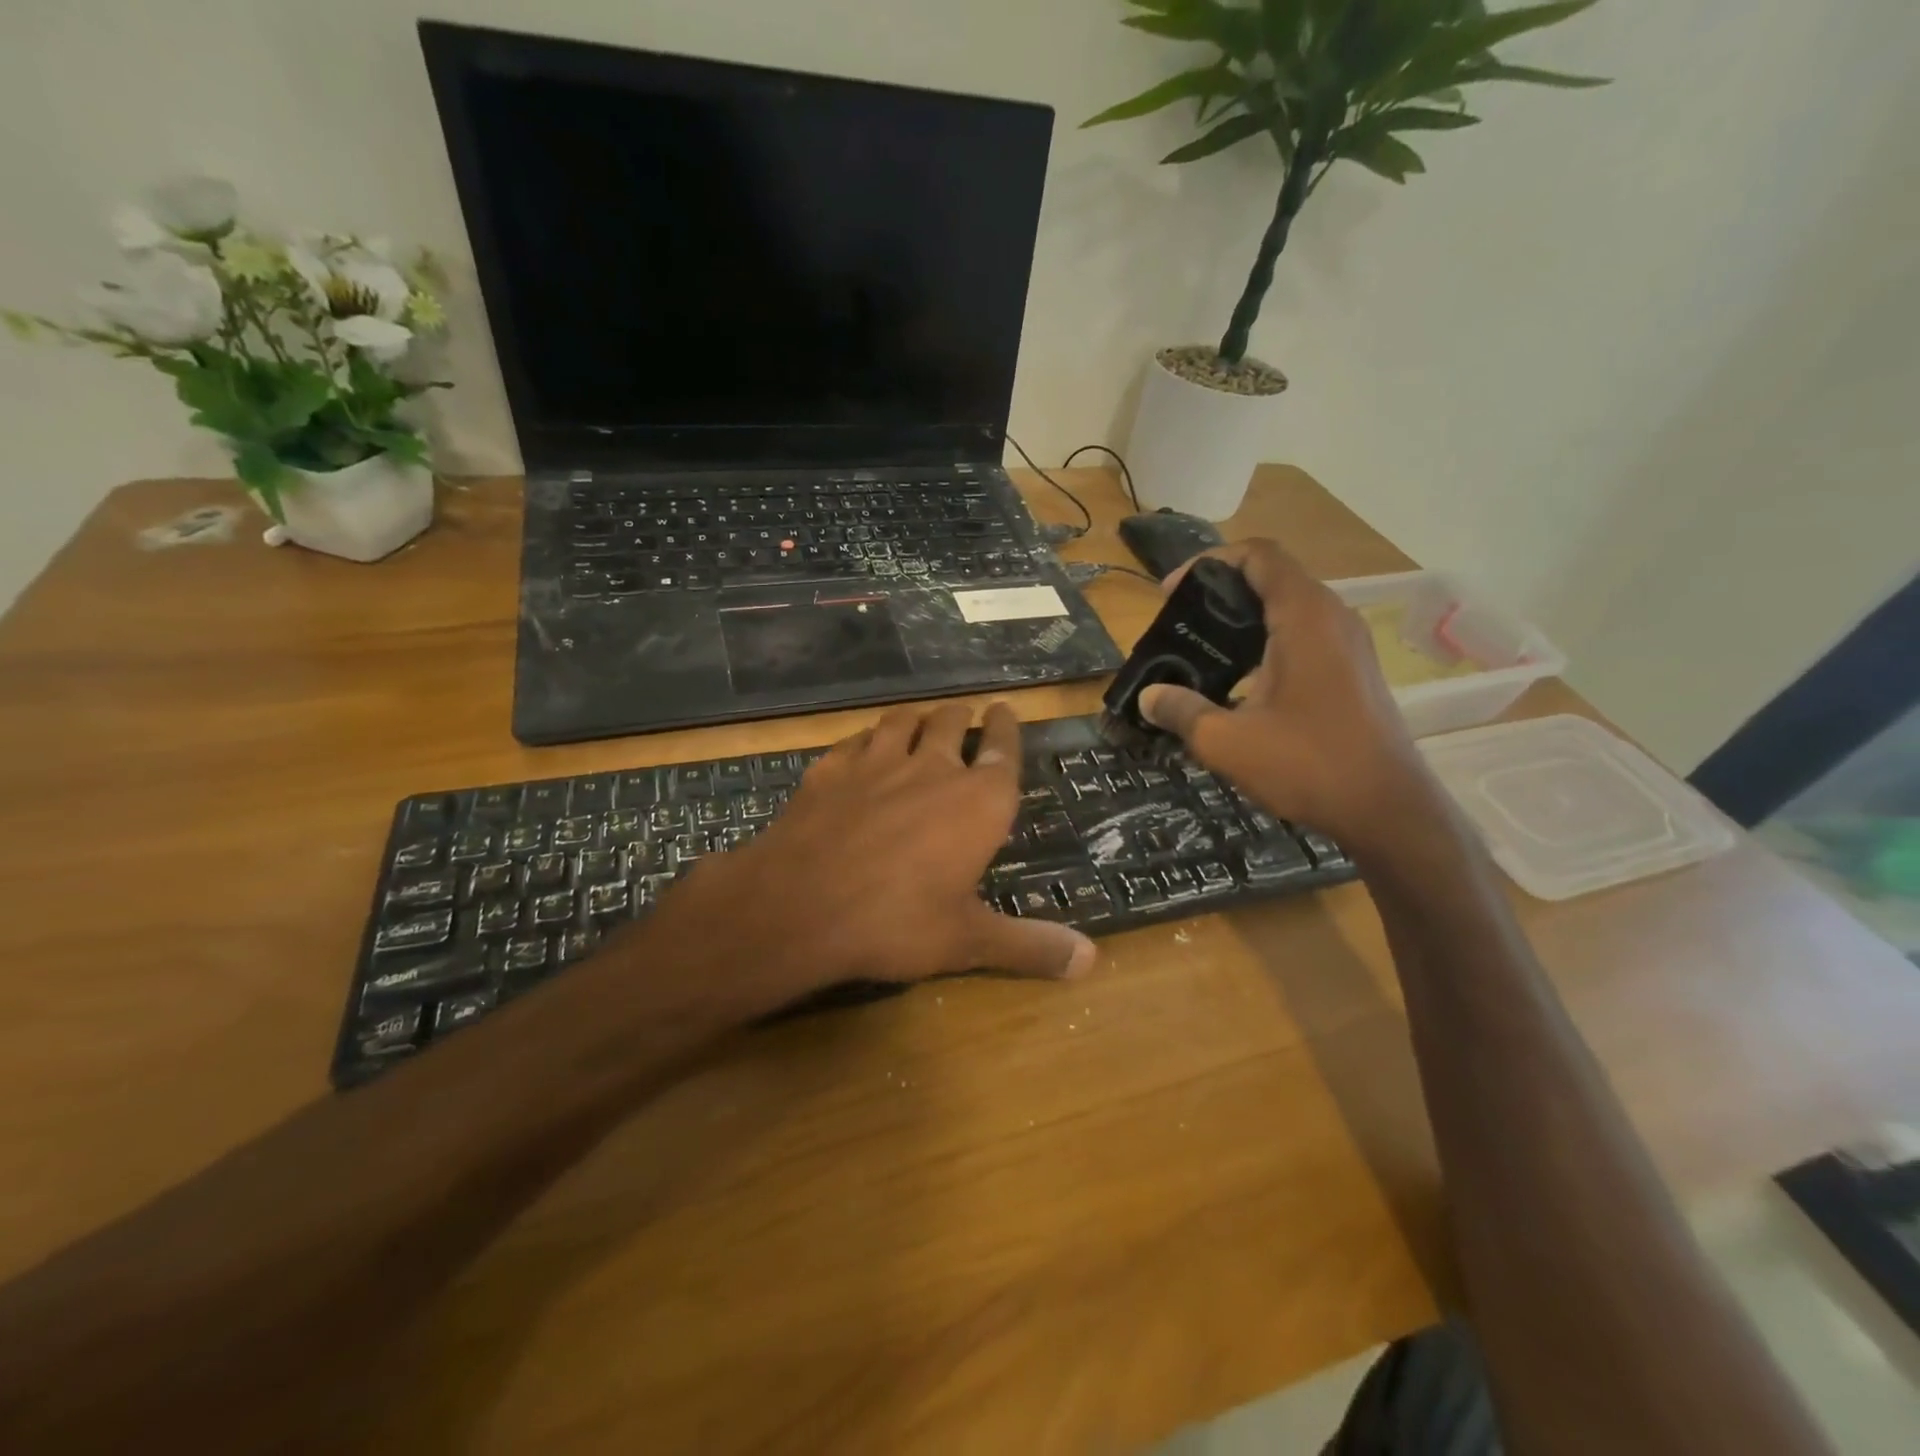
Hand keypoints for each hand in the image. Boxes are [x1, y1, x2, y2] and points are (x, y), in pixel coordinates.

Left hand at [658, 702, 1094, 1006]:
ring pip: (904, 721)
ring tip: (921, 720)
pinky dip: (868, 738)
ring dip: (917, 717)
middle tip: (965, 716)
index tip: (1005, 709)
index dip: (1006, 727)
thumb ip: (1029, 946)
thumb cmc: (896, 922)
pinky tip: (864, 747)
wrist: (800, 906)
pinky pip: (857, 739)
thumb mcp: (968, 941)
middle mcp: (933, 768)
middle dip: (962, 716)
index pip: (1003, 748)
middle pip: (953, 722)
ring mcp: (877, 762)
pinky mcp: (831, 768)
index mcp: (978, 801)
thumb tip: (1091, 961)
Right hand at [1138, 539, 1436, 848]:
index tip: (1172, 593)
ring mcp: (1350, 644)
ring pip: (1291, 608)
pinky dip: (1269, 641)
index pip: (1259, 555)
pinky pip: (1306, 635)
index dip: (1210, 562)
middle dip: (1221, 592)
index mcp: (1304, 617)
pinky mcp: (1355, 670)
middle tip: (1181, 625)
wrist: (1387, 810)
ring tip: (1205, 652)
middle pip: (1273, 578)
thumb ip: (1181, 711)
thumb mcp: (1226, 741)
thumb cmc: (1307, 765)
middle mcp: (1333, 617)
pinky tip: (1242, 683)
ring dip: (1245, 619)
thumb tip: (1148, 697)